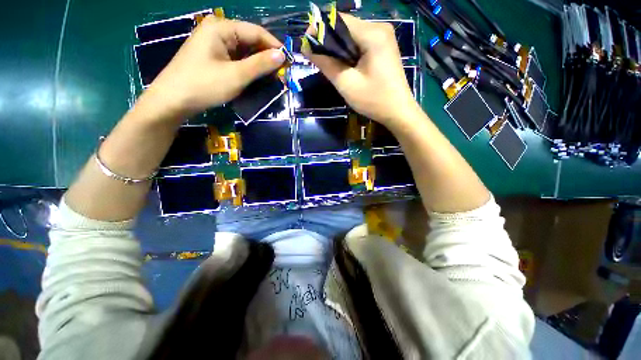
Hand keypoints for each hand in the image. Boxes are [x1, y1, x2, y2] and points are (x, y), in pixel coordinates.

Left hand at [142, 16, 285, 118]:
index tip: (289, 62)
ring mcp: (213, 44)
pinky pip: (235, 58)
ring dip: (258, 63)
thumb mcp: (236, 75)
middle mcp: (217, 31)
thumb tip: (282, 55)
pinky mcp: (212, 57)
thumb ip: (260, 64)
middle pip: (249, 40)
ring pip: (243, 51)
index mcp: (222, 28)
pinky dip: (247, 67)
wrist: (173, 100)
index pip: (256, 32)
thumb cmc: (204, 85)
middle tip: (280, 73)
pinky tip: (255, 77)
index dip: (274, 46)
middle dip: (266, 56)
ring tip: (271, 77)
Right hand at [303, 14, 419, 126]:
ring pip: (352, 35)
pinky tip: (344, 66)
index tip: (307, 46)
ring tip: (329, 65)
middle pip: (346, 26)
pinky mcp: (384, 47)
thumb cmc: (373, 100)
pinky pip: (360, 43)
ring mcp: (383, 37)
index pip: (339, 20)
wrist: (398, 111)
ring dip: (338, 48)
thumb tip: (307, 48)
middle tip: (317, 60)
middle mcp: (379, 28)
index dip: (320, 30)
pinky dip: (349, 52)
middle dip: (328, 41)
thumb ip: (326, 64)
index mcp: (372, 34)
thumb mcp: (346, 84)